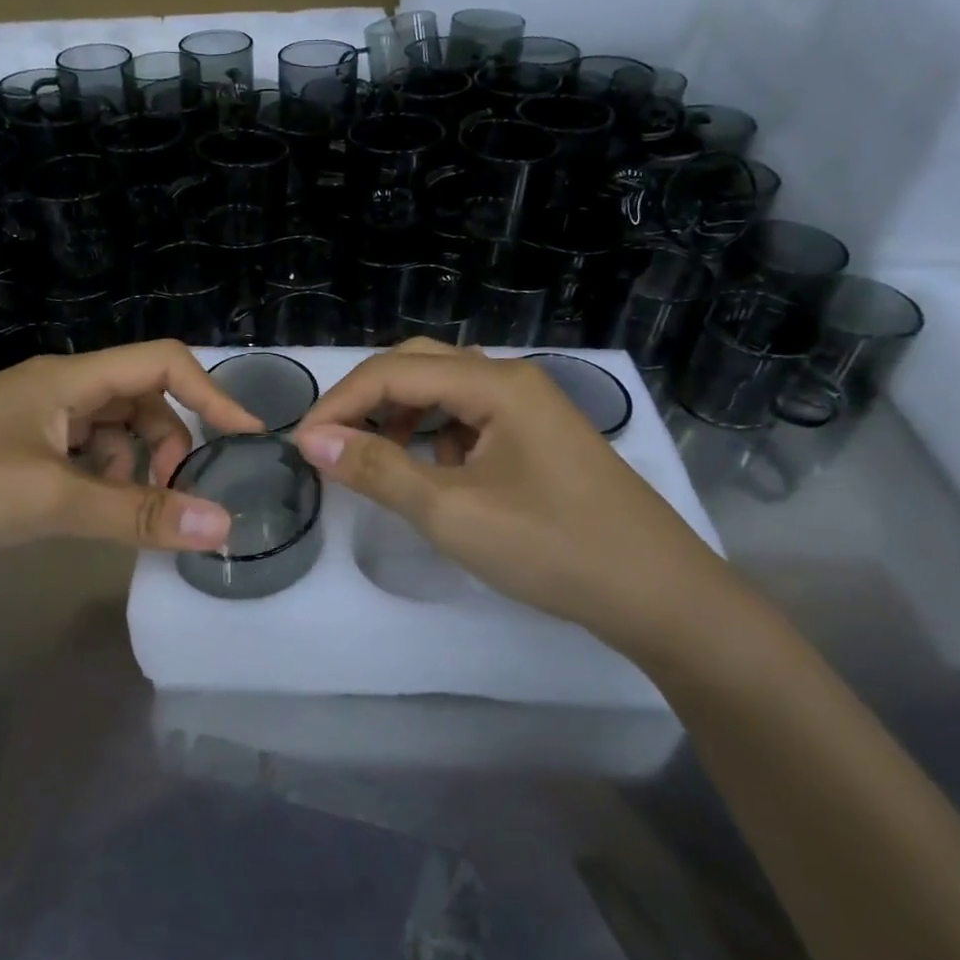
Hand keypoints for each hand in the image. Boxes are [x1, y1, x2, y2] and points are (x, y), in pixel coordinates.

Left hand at [0, 341, 263, 556]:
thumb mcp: (52, 499)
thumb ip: (137, 513)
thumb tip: (221, 525)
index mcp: (70, 378)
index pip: (164, 364)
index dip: (213, 395)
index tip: (248, 441)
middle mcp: (56, 387)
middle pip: (141, 399)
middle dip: (169, 444)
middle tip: (173, 496)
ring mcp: (31, 417)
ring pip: (109, 430)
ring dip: (130, 466)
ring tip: (120, 510)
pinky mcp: (11, 446)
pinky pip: (78, 452)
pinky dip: (96, 477)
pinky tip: (81, 510)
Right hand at [292, 341, 757, 666]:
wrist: (658, 594)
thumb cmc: (553, 548)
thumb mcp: (452, 512)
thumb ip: (378, 470)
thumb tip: (312, 440)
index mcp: (495, 384)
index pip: (395, 373)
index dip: (340, 403)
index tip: (301, 444)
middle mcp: (513, 380)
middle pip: (420, 366)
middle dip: (368, 398)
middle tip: (331, 441)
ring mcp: (530, 408)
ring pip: (445, 390)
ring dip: (401, 414)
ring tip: (376, 456)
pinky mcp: (538, 437)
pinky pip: (470, 418)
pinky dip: (435, 435)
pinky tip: (433, 472)